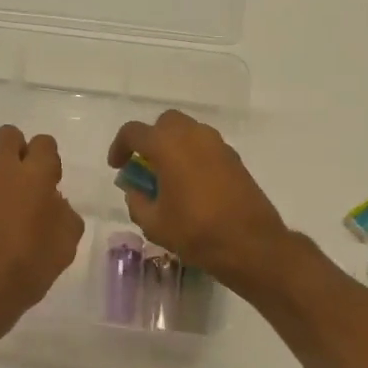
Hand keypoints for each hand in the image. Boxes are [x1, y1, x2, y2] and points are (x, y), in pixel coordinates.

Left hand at [0, 125, 84, 342]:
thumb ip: (65, 214)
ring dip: (1, 172)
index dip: (50, 159)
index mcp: (34, 176)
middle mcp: (2, 172)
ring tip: (12, 204)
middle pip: (9, 135)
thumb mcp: (66, 244)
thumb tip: (54, 202)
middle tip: (30, 180)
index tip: (53, 183)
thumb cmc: (29, 266)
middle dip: (21, 149)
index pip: (44, 143)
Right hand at [108, 109, 292, 290]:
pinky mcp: (234, 158)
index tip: (117, 166)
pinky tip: (192, 185)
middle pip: (165, 123)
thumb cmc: (196, 232)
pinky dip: (194, 155)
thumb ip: (137, 201)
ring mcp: (217, 144)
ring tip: (169, 176)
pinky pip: (206, 146)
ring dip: (174, 146)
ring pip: (189, 131)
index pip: (133, 132)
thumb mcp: (154, 224)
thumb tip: (135, 190)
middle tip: (145, 166)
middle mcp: (193, 135)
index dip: (119, 146)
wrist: (251, 244)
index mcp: (167, 146)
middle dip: (151, 139)